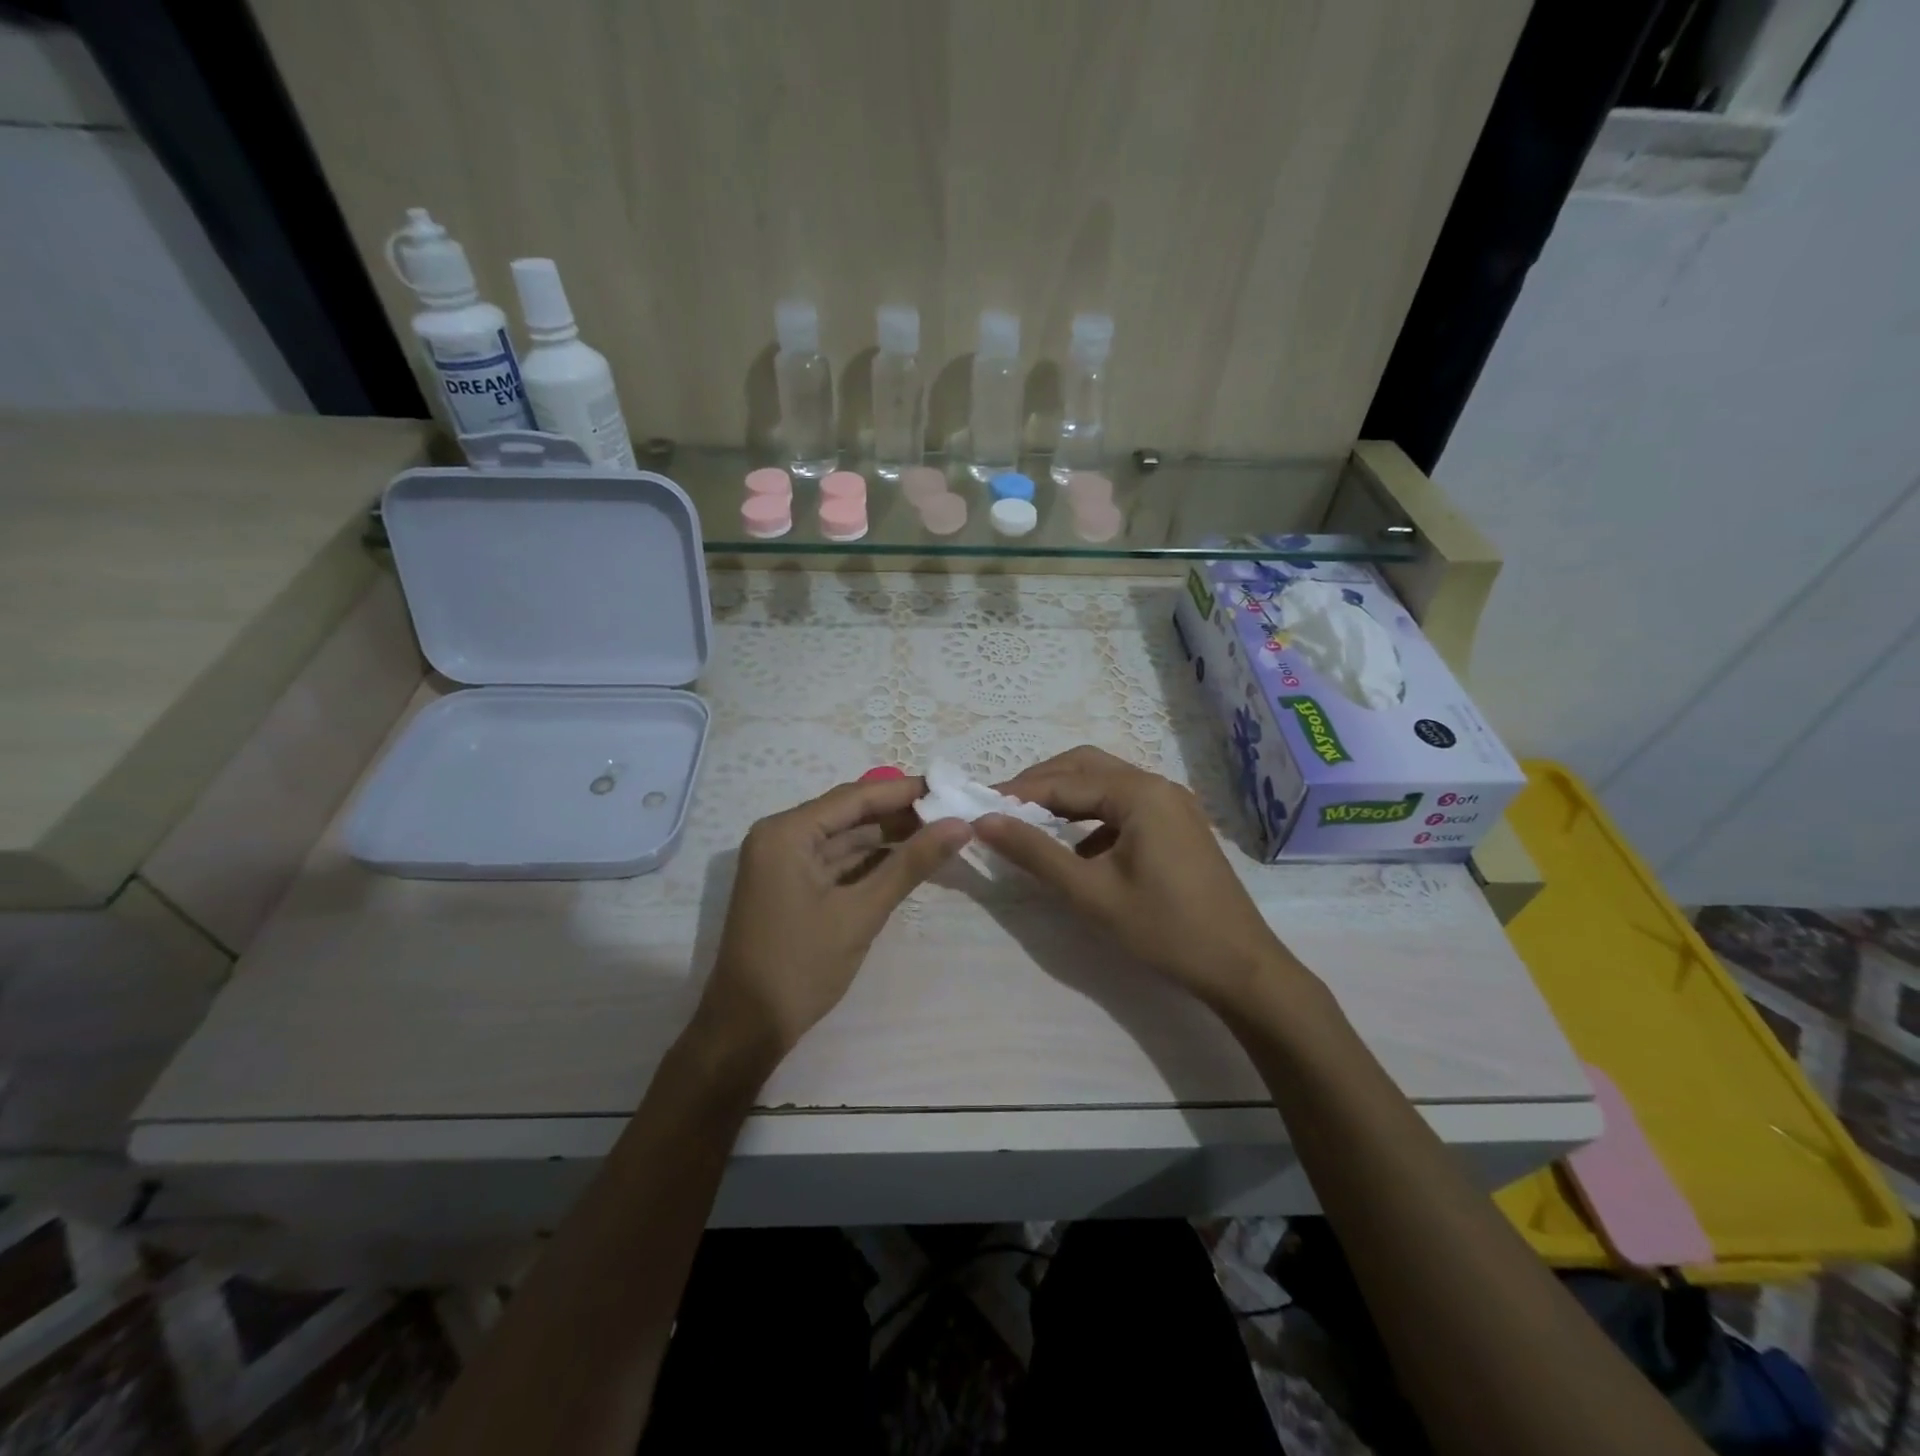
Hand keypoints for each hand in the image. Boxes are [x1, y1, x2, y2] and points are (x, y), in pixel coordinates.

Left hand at [691, 775, 971, 1069]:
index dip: (904, 791)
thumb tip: (960, 825)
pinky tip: (908, 859)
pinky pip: (835, 861)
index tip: (950, 787)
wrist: (747, 1030)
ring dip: (888, 837)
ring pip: (844, 838)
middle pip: (849, 813)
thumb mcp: (860, 913)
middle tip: (951, 811)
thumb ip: (911, 864)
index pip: (855, 797)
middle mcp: (780, 836)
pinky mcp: (790, 885)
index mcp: (787, 832)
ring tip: (939, 832)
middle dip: (899, 813)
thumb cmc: (800, 966)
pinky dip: (870, 861)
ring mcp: (783, 862)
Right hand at [974, 746, 1305, 1010]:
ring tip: (1029, 823)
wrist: (1240, 966)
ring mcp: (1171, 804)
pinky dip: (1092, 818)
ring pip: (1105, 785)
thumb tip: (985, 821)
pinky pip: (1124, 806)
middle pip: (1086, 767)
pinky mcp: (1177, 825)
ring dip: (1066, 797)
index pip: (1064, 781)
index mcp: (1139, 793)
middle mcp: (1157, 785)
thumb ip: (1035, 853)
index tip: (978, 805)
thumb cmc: (1163, 928)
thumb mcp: (1091, 893)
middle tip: (1002, 808)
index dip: (1018, 793)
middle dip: (1041, 783)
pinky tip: (1076, 849)